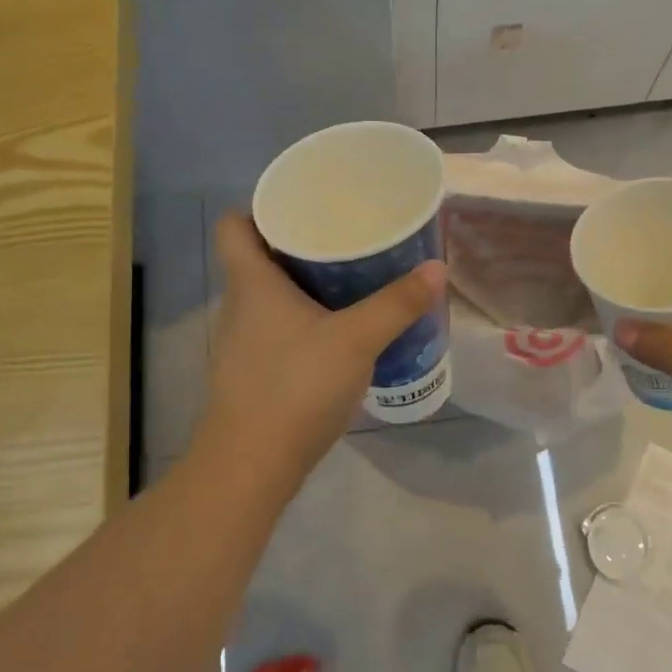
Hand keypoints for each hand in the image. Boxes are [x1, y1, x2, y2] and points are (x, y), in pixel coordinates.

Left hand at [198, 212, 445, 480]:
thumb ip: (398, 303)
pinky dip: (301, 321)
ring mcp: (241, 342)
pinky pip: (275, 329)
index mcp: (251, 281)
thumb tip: (437, 267)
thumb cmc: (296, 385)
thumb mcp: (357, 339)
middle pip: (257, 257)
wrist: (252, 464)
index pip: (235, 224)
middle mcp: (238, 305)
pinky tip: (336, 333)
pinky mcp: (251, 372)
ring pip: (267, 296)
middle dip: (297, 244)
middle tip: (342, 238)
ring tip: (346, 280)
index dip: (261, 209)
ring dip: (301, 285)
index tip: (303, 207)